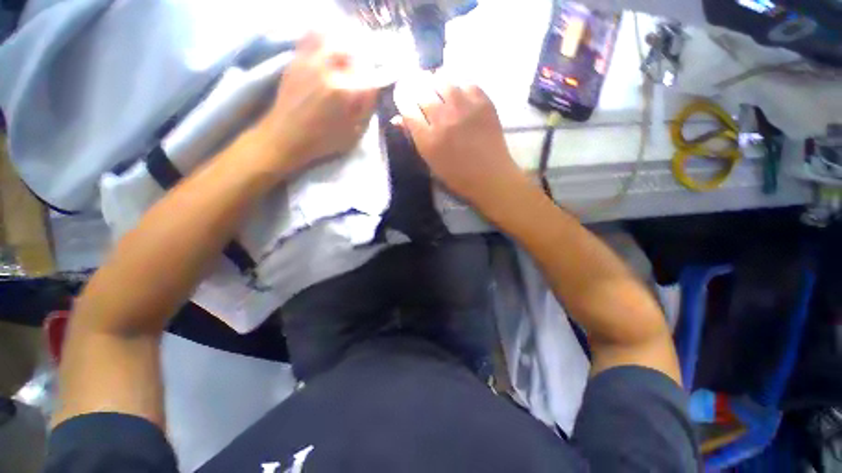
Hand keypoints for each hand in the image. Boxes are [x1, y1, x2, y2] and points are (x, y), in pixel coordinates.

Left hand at [255, 33, 378, 178]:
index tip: (373, 87)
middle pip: (354, 50)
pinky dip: (323, 37)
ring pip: (334, 38)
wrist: (285, 136)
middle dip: (362, 61)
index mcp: (344, 91)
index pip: (370, 75)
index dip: (375, 80)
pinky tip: (327, 50)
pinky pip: (311, 36)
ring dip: (344, 47)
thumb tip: (373, 90)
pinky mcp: (297, 58)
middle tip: (361, 73)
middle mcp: (328, 69)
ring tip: (345, 60)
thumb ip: (366, 110)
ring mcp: (310, 60)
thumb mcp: (353, 134)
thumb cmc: (323, 141)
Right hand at [394, 75, 524, 211]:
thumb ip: (414, 138)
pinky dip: (457, 83)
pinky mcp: (483, 102)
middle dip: (415, 86)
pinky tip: (456, 91)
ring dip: (434, 82)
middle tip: (417, 88)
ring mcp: (464, 108)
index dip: (401, 97)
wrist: (490, 176)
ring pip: (442, 80)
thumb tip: (398, 119)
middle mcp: (443, 119)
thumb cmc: (457, 176)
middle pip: (422, 90)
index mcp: (428, 139)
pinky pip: (465, 81)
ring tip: (435, 87)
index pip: (407, 107)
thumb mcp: (431, 162)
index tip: (402, 94)